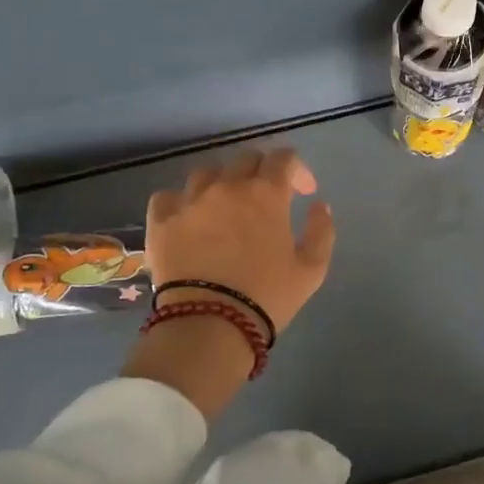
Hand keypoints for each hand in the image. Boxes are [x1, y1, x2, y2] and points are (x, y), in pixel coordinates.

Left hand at [145, 148, 336, 333]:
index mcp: (266, 194)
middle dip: (262, 172)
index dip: (298, 170)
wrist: (209, 325)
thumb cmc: (267, 297)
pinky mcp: (161, 221)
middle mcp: (227, 186)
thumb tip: (318, 206)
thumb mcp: (312, 269)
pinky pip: (168, 196)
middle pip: (246, 159)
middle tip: (267, 199)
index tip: (304, 192)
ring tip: (225, 207)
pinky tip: (189, 218)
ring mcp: (190, 201)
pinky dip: (181, 202)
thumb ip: (321, 231)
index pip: (284, 158)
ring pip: (207, 173)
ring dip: (222, 182)